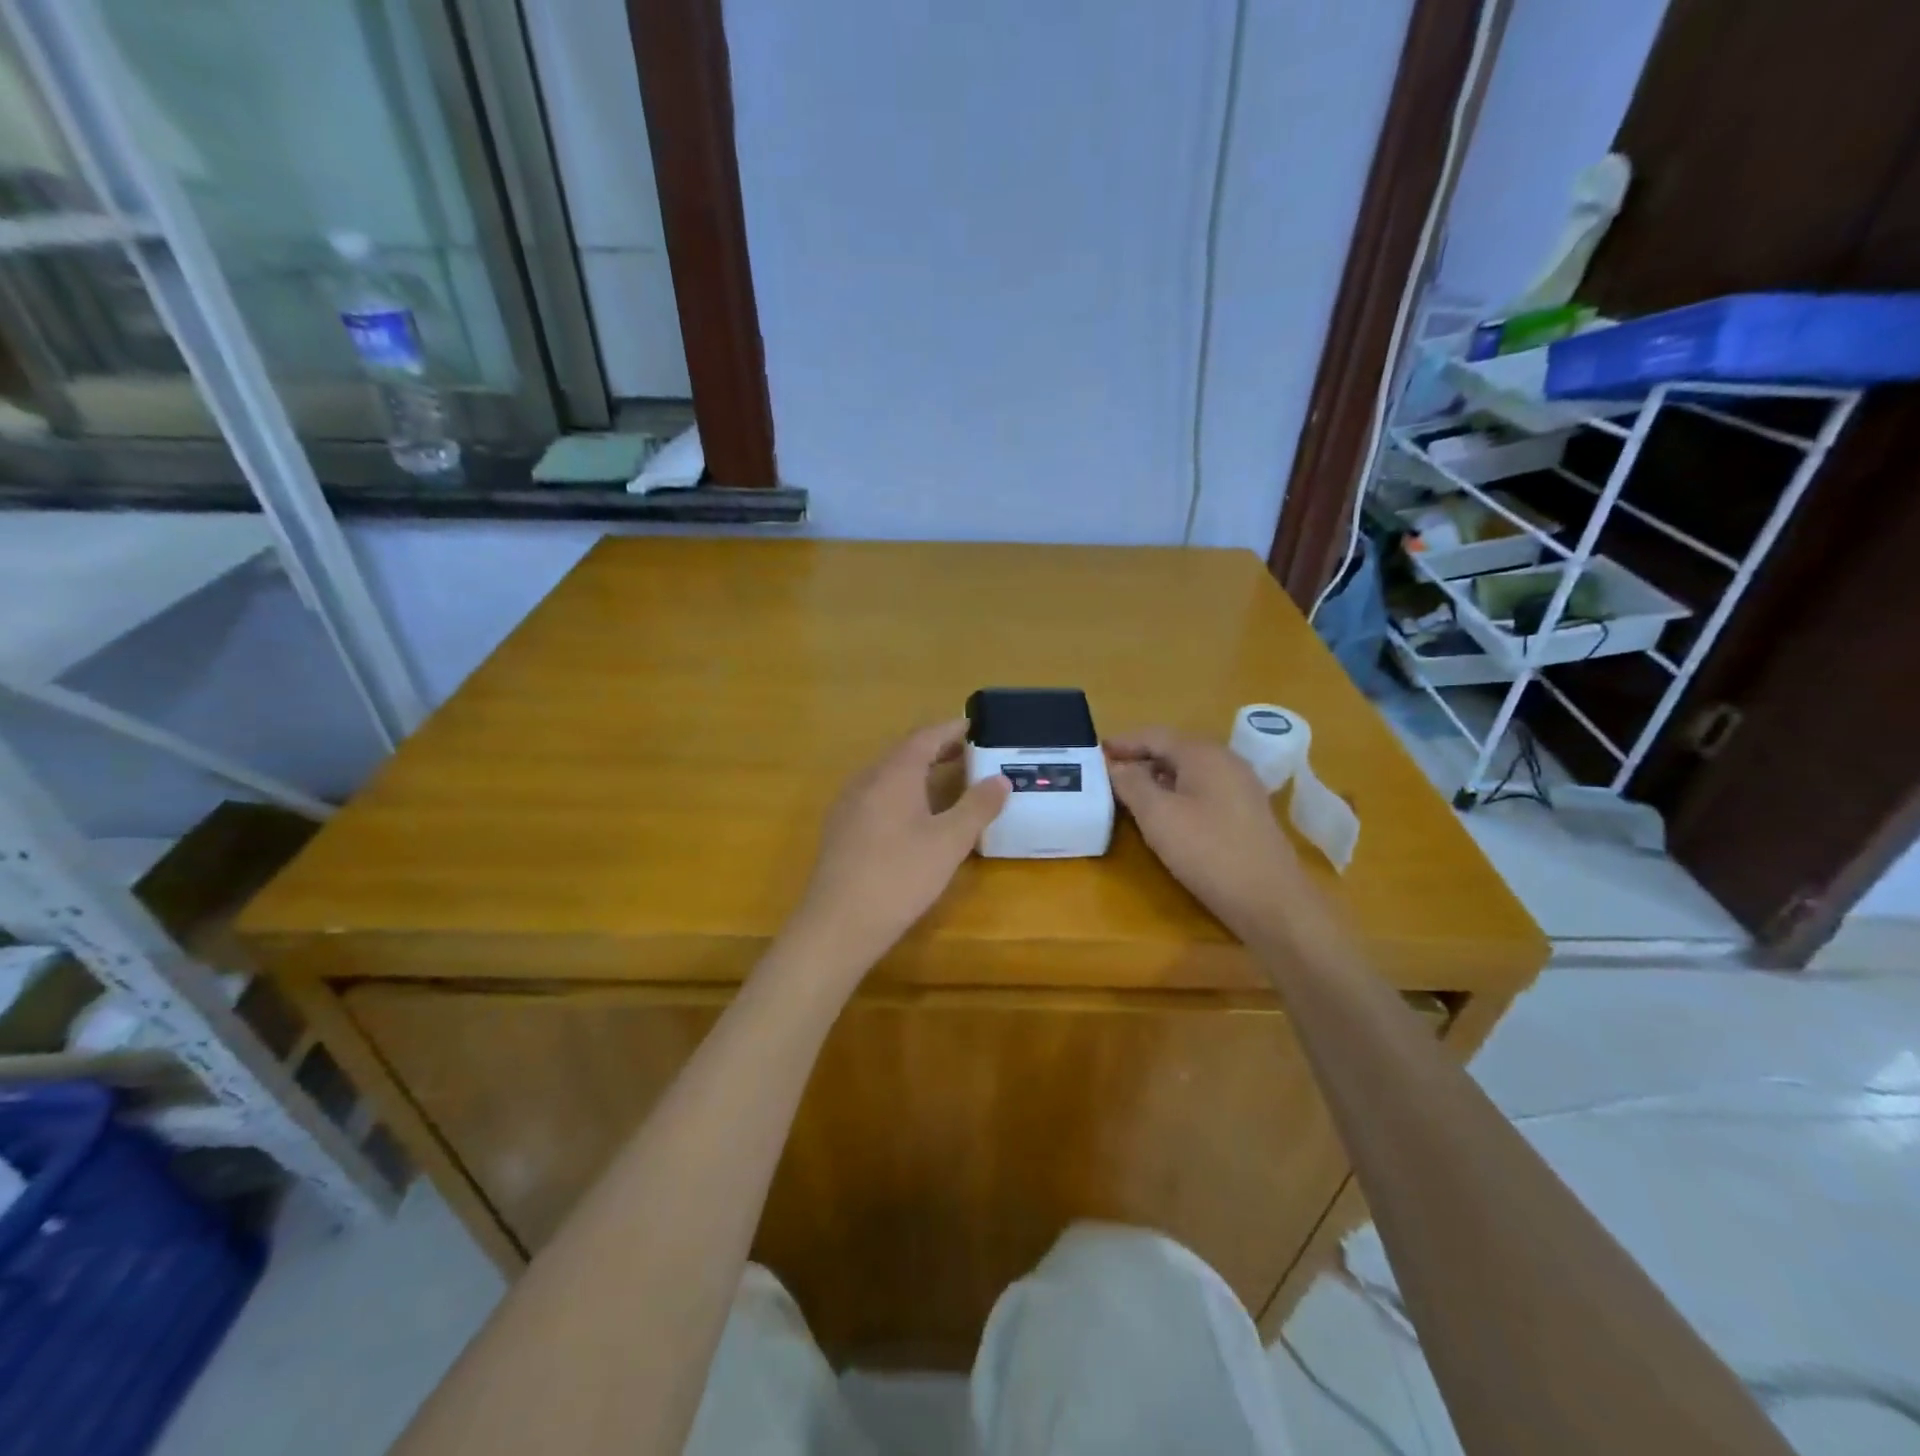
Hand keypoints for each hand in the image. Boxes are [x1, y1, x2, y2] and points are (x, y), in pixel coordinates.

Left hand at [786, 720, 1009, 972]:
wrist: (838, 923)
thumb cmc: (900, 876)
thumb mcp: (949, 842)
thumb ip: (977, 806)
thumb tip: (1000, 779)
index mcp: (894, 773)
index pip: (926, 736)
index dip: (952, 729)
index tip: (976, 725)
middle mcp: (867, 779)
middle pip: (905, 752)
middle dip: (937, 749)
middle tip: (969, 753)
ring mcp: (848, 804)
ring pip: (888, 774)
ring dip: (918, 771)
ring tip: (946, 781)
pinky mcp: (840, 829)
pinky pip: (876, 795)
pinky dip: (901, 792)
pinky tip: (913, 816)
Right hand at [1106, 728, 1310, 943]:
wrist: (1270, 900)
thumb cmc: (1208, 851)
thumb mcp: (1158, 816)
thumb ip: (1132, 784)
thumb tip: (1116, 766)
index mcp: (1204, 754)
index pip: (1155, 736)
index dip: (1124, 743)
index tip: (1096, 753)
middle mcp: (1226, 761)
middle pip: (1174, 749)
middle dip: (1140, 758)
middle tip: (1109, 773)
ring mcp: (1241, 786)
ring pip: (1190, 770)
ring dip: (1158, 776)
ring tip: (1131, 793)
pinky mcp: (1246, 812)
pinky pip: (1204, 789)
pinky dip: (1178, 792)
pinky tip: (1166, 813)